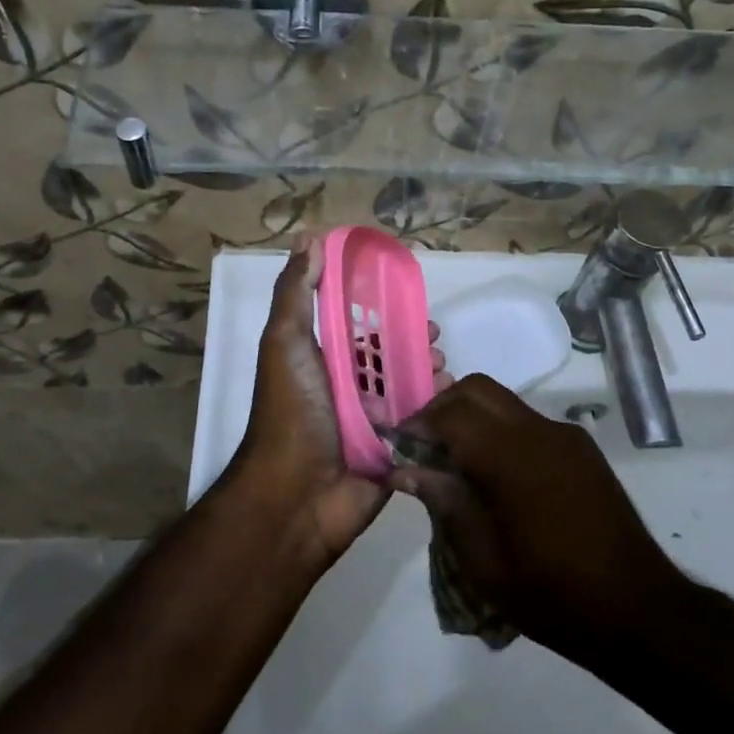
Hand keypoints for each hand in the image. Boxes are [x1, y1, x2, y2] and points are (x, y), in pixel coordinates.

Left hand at [233, 236, 448, 567]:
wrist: (296, 496)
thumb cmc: (292, 410)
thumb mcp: (285, 341)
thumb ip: (297, 292)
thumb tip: (310, 237)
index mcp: (324, 361)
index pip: (358, 326)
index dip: (383, 308)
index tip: (410, 296)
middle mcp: (348, 388)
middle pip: (390, 356)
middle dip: (414, 341)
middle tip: (435, 337)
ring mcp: (373, 422)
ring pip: (409, 387)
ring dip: (429, 372)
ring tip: (443, 368)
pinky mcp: (395, 451)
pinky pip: (421, 422)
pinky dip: (436, 407)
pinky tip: (448, 396)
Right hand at [387, 375, 686, 663]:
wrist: (639, 610)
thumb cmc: (554, 595)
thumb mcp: (486, 563)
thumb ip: (446, 504)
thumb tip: (407, 469)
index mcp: (512, 457)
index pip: (452, 414)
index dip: (419, 424)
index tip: (398, 446)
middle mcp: (540, 431)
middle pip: (479, 390)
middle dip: (443, 408)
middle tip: (423, 446)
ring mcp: (565, 436)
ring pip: (505, 403)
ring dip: (473, 419)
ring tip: (456, 463)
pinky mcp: (582, 449)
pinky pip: (529, 423)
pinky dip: (501, 433)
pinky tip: (497, 477)